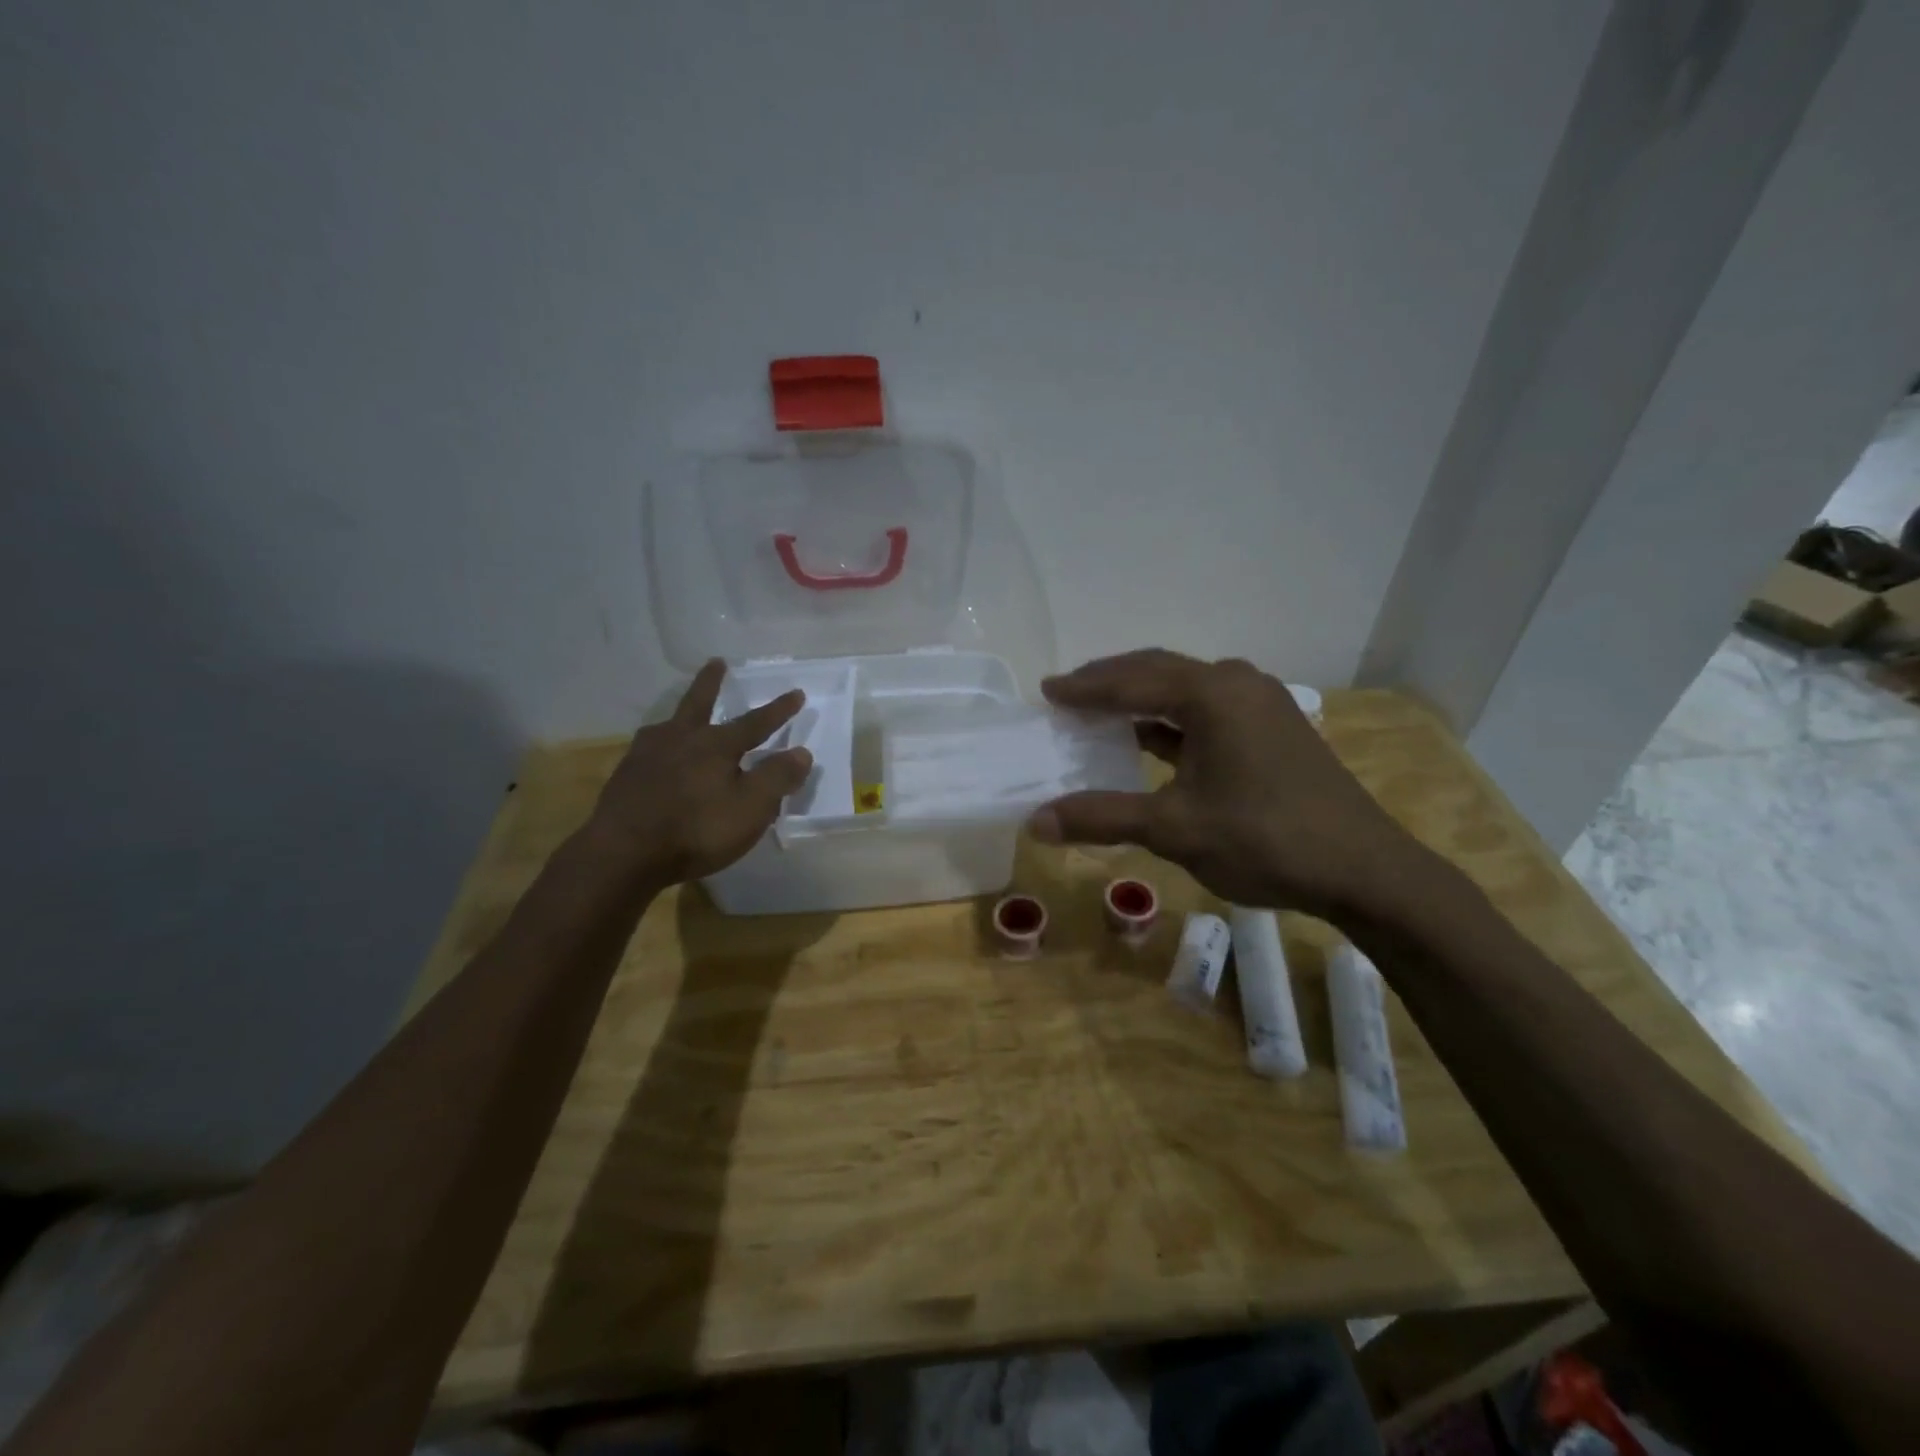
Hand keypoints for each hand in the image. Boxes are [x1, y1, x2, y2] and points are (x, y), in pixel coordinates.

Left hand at [583, 660, 812, 886]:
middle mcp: (680, 740)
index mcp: (716, 745)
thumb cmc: (697, 829)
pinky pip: (647, 753)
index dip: (778, 710)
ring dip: (678, 718)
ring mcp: (646, 756)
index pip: (755, 723)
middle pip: (698, 703)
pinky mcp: (624, 778)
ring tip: (680, 720)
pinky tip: (655, 761)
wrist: (623, 854)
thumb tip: (802, 752)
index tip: (796, 693)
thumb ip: (778, 777)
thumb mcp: (751, 807)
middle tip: (716, 662)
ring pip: (667, 727)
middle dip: (711, 683)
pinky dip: (658, 750)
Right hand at [1028, 649, 1429, 920]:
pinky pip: (1207, 709)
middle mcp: (1236, 683)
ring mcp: (1260, 703)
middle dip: (1110, 681)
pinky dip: (1170, 719)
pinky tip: (1150, 737)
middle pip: (1158, 671)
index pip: (1131, 681)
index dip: (1084, 688)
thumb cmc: (1265, 840)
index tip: (1047, 690)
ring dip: (1141, 697)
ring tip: (1100, 709)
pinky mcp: (1272, 727)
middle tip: (1068, 693)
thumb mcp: (1174, 829)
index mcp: (1211, 694)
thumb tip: (1036, 822)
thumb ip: (1103, 817)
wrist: (1364, 869)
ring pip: (1185, 688)